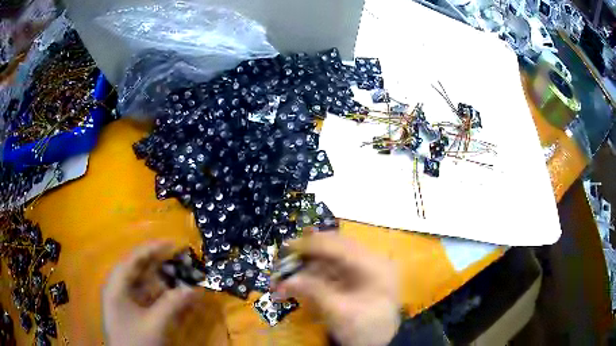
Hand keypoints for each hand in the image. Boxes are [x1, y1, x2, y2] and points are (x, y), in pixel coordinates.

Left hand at [103, 242, 200, 345]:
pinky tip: (175, 297)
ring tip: (183, 279)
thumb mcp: (155, 324)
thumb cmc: (136, 342)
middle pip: (139, 269)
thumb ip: (173, 304)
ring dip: (164, 281)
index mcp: (117, 285)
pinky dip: (162, 296)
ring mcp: (125, 300)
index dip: (153, 249)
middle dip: (161, 265)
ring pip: (145, 284)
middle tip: (182, 261)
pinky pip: (147, 297)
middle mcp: (119, 288)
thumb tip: (195, 289)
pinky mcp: (132, 311)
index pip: (134, 259)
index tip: (173, 243)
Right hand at [275, 233, 399, 345]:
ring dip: (308, 266)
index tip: (287, 247)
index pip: (340, 246)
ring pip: (331, 258)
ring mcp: (364, 269)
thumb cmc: (364, 329)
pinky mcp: (356, 278)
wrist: (379, 343)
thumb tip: (285, 281)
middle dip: (308, 255)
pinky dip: (314, 274)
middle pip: (334, 249)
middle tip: (284, 260)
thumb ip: (313, 291)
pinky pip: (332, 270)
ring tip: (287, 276)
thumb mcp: (339, 313)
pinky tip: (300, 281)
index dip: (312, 245)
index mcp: (373, 266)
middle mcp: (370, 261)